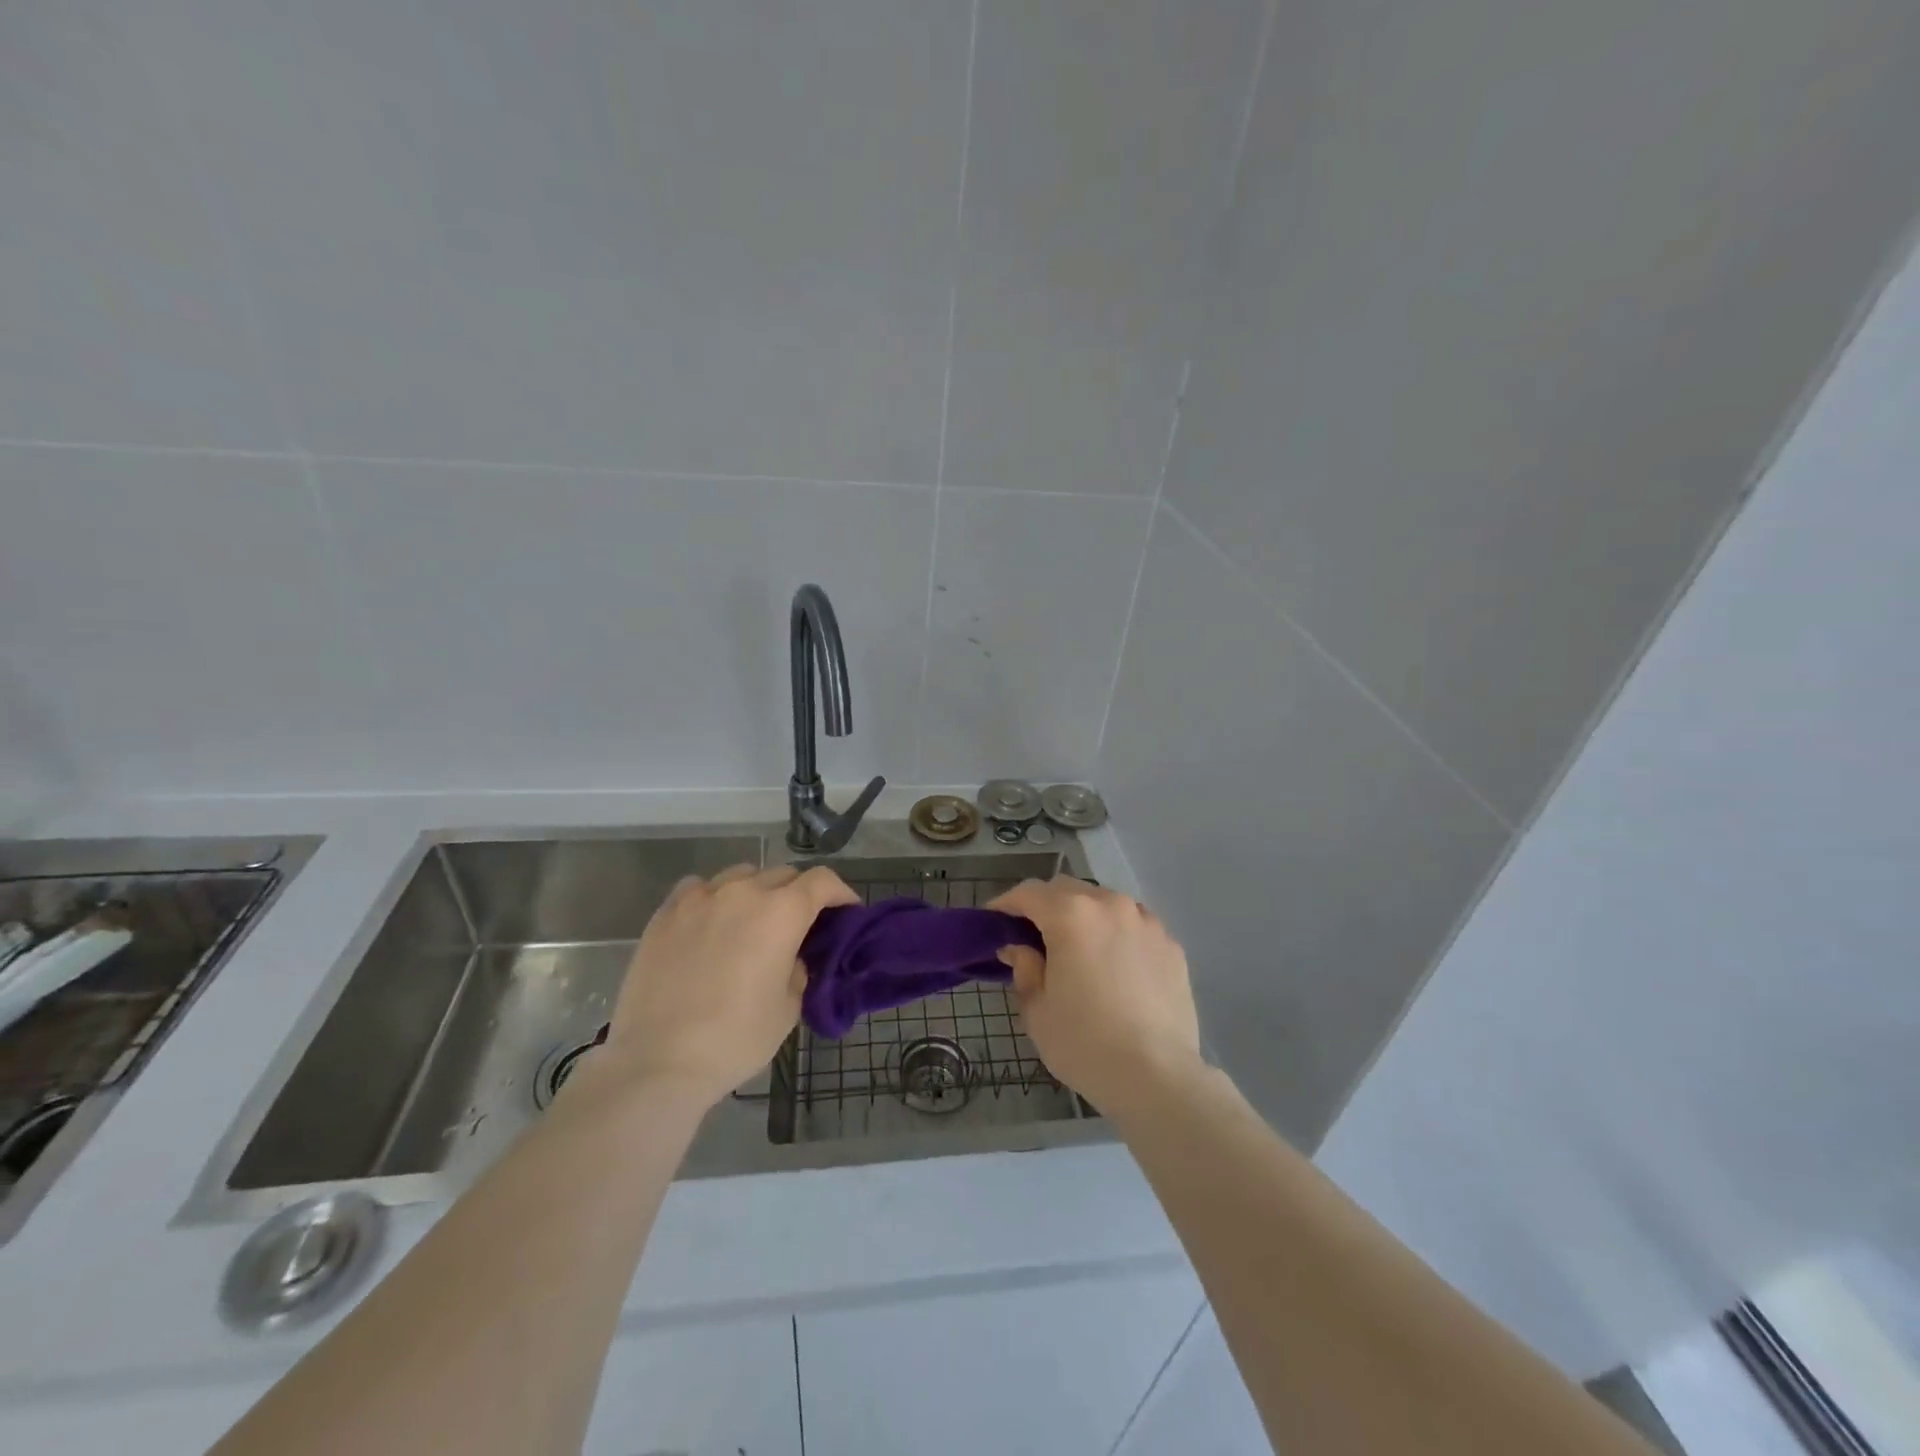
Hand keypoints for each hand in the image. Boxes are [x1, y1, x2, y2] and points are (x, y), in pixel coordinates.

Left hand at [595, 863, 858, 1107]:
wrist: (658, 1060)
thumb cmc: (736, 1038)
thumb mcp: (788, 1008)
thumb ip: (798, 970)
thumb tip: (790, 957)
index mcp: (782, 912)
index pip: (822, 881)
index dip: (840, 893)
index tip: (846, 912)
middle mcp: (744, 891)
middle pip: (783, 874)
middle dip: (800, 894)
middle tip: (800, 924)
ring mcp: (701, 898)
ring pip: (741, 875)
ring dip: (757, 891)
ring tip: (752, 921)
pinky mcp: (666, 912)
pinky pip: (699, 888)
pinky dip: (714, 897)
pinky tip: (710, 922)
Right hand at [989, 876, 1201, 1113]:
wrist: (1157, 1077)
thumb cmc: (1084, 1043)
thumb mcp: (1037, 1010)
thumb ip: (1024, 968)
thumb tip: (1020, 949)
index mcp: (1071, 915)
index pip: (1028, 893)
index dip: (1006, 904)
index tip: (994, 921)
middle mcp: (1110, 905)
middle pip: (1067, 890)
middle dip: (1045, 906)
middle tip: (1032, 937)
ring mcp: (1145, 922)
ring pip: (1104, 903)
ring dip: (1084, 916)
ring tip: (1077, 949)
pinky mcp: (1170, 945)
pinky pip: (1133, 926)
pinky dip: (1116, 934)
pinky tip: (1114, 965)